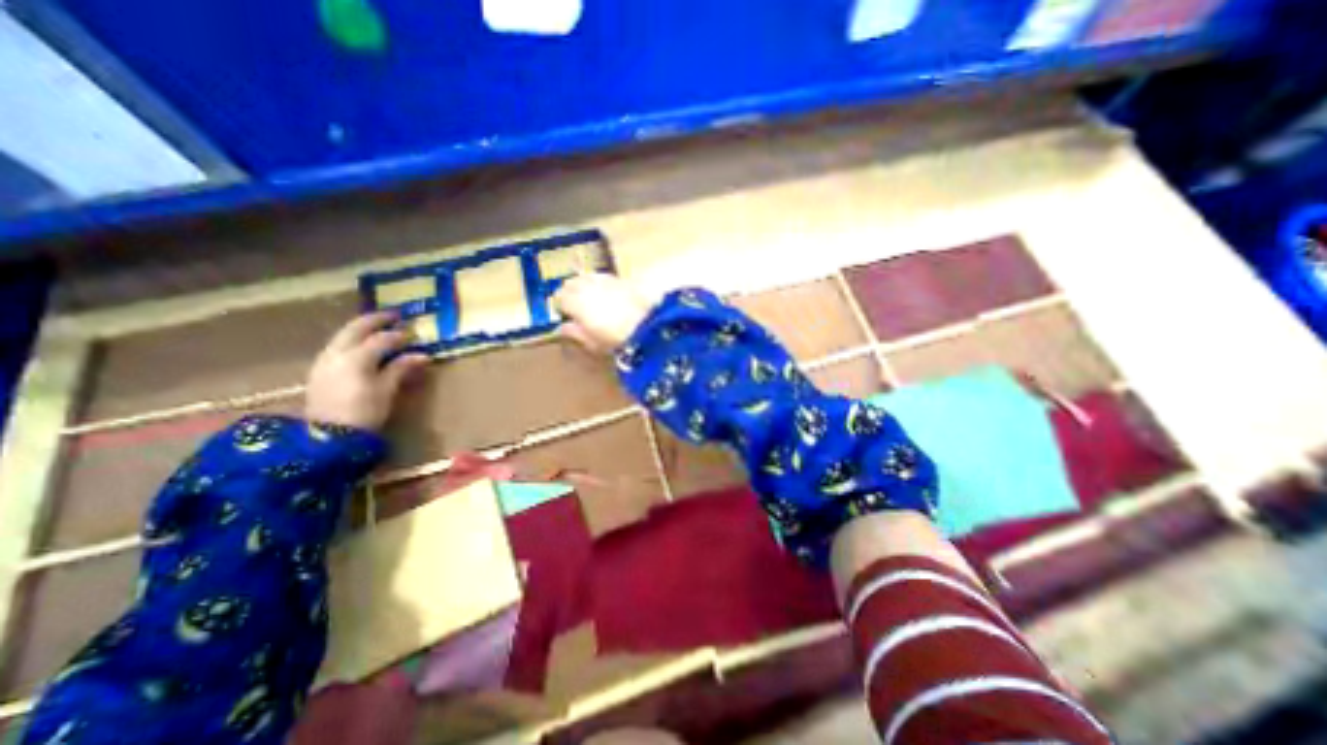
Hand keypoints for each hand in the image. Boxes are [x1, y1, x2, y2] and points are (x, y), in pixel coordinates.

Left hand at [304, 312, 426, 431]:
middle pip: (356, 329)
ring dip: (361, 329)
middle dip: (375, 320)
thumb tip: (422, 355)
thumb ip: (401, 368)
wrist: (328, 437)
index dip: (399, 335)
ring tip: (377, 328)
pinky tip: (361, 346)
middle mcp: (337, 353)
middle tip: (394, 316)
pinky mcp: (319, 370)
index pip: (382, 339)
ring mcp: (325, 361)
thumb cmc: (364, 412)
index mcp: (357, 357)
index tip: (414, 334)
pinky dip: (351, 340)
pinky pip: (337, 346)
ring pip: (343, 336)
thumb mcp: (387, 390)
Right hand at [552, 275, 649, 354]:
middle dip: (569, 292)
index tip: (563, 314)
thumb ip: (574, 333)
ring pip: (585, 277)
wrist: (647, 323)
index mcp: (574, 301)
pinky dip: (599, 284)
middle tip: (574, 306)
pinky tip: (605, 294)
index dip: (560, 306)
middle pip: (570, 283)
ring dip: (583, 285)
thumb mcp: (591, 342)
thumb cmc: (615, 337)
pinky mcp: (619, 279)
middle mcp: (586, 285)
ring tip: (588, 299)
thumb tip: (562, 328)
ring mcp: (603, 279)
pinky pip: (602, 278)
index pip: (558, 298)